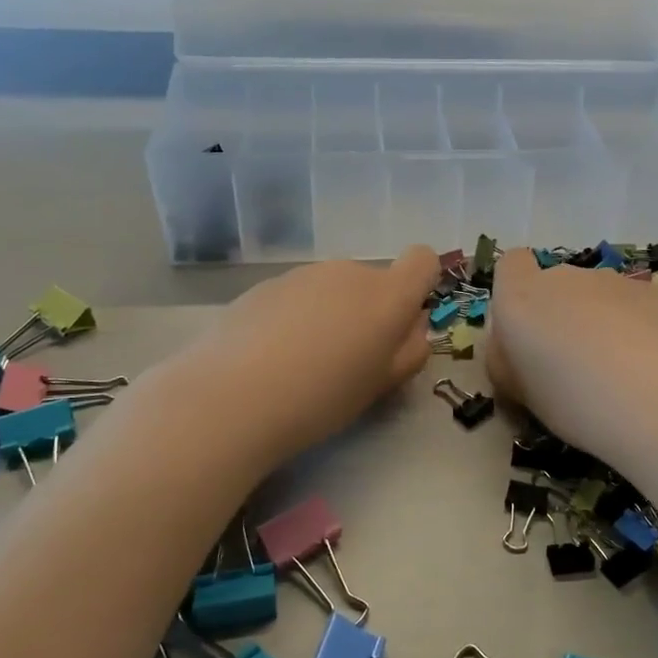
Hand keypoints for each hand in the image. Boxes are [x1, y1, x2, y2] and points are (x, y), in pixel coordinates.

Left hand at [202, 246, 439, 465]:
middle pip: (373, 281)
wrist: (234, 396)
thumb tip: (413, 326)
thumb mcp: (382, 384)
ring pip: (333, 289)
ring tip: (304, 363)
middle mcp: (349, 272)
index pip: (422, 260)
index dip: (419, 284)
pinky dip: (296, 318)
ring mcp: (304, 275)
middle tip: (349, 360)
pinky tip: (272, 357)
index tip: (402, 321)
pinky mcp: (265, 285)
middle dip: (369, 311)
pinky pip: (298, 296)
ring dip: (332, 314)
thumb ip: (410, 350)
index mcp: (387, 295)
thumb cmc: (324, 397)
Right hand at [482, 252, 657, 517]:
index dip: (514, 295)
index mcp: (521, 296)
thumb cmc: (574, 403)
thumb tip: (512, 348)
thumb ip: (506, 360)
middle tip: (568, 368)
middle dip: (557, 316)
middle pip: (553, 286)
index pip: (510, 266)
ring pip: (593, 296)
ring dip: (595, 322)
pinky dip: (630, 327)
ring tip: (613, 373)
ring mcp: (613, 281)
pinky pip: (628, 306)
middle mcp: (564, 277)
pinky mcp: (654, 294)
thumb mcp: (519, 393)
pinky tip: (646, 367)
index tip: (524, 337)